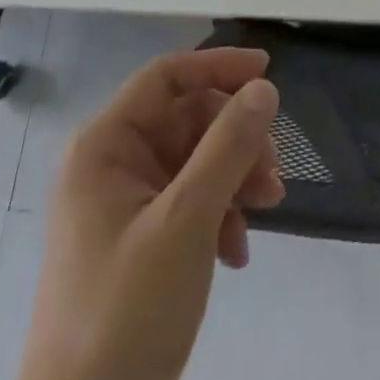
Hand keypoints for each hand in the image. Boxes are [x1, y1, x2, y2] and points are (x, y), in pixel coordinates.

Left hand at [12, 49, 285, 379]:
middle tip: (273, 171)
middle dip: (236, 138)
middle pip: (188, 120)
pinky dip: (221, 216)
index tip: (269, 72)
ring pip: (196, 161)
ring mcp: (125, 209)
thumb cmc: (127, 313)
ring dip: (236, 177)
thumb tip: (264, 88)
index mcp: (105, 148)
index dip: (218, 66)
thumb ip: (228, 146)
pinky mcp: (140, 247)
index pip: (167, 77)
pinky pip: (191, 203)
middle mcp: (111, 168)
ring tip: (269, 209)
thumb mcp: (187, 221)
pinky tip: (237, 254)